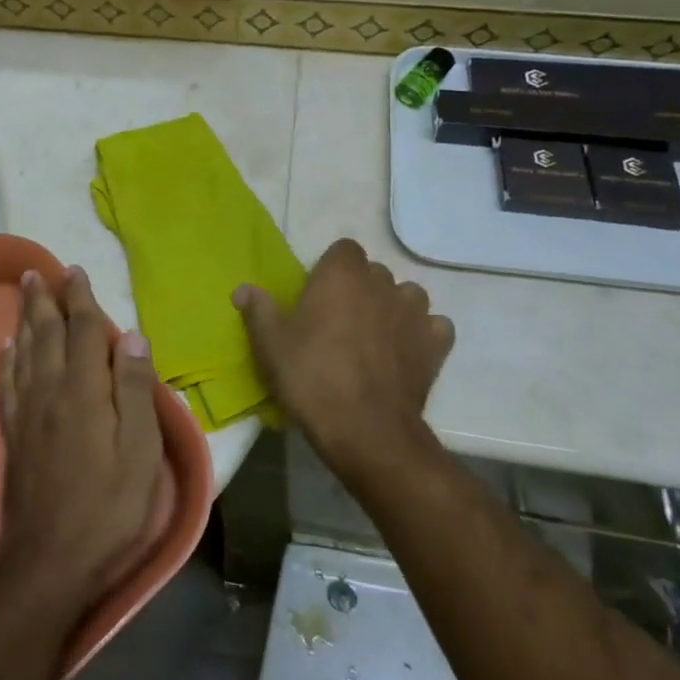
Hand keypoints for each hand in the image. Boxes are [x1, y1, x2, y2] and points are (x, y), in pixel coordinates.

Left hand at [0, 268, 163, 615]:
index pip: (83, 330)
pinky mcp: (13, 434)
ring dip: (24, 319)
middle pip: (47, 333)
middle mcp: (50, 390)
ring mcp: (27, 412)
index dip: (80, 299)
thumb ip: (136, 391)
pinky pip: (7, 383)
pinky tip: (6, 348)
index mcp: (85, 390)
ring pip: (24, 351)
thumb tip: (133, 336)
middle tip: (39, 272)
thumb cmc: (107, 506)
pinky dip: (7, 359)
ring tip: (22, 294)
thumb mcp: (140, 452)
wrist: (48, 559)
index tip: (75, 272)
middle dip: (45, 300)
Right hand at [234, 239, 453, 483]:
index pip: (344, 249)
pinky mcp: (436, 344)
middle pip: (374, 272)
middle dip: (361, 288)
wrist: (366, 429)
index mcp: (341, 274)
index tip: (318, 294)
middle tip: (340, 320)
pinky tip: (407, 352)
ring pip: (408, 295)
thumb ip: (258, 310)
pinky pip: (435, 326)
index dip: (332, 268)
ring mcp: (414, 313)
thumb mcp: (271, 344)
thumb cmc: (311, 377)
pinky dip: (424, 334)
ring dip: (394, 307)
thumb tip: (243, 289)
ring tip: (376, 334)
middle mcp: (382, 283)